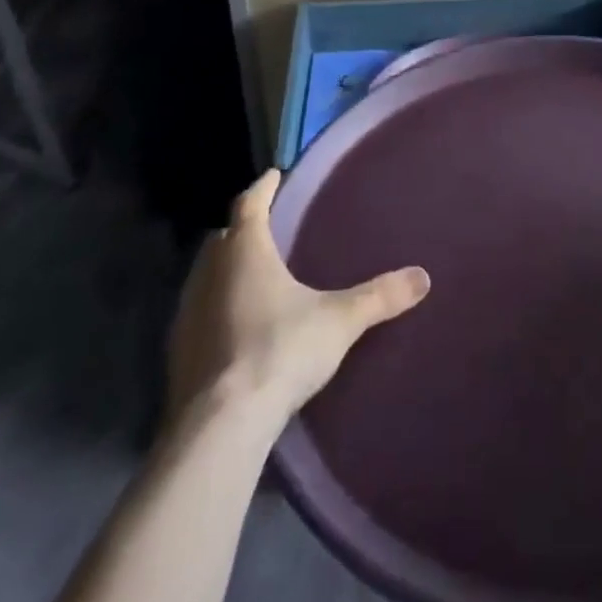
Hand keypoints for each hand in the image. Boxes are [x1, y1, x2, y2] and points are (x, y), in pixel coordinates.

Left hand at [166, 170, 429, 424]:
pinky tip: (235, 326)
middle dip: (242, 229)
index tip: (273, 175)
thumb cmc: (280, 351)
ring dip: (225, 270)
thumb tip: (423, 277)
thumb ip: (379, 296)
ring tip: (253, 274)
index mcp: (245, 252)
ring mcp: (186, 315)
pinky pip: (197, 314)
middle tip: (267, 226)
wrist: (220, 427)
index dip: (263, 187)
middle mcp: (209, 274)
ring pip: (206, 276)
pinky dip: (216, 308)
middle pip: (222, 238)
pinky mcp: (177, 354)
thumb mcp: (339, 320)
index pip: (249, 204)